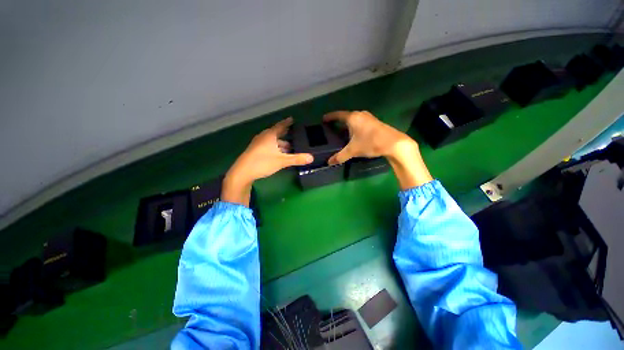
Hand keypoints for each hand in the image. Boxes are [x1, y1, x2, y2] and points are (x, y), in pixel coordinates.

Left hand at [222, 117, 313, 205]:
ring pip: (272, 141)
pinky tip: (278, 155)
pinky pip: (268, 146)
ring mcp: (258, 144)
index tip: (292, 119)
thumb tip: (311, 158)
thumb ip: (297, 159)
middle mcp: (263, 137)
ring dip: (280, 144)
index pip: (280, 126)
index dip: (287, 123)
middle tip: (293, 135)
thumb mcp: (282, 161)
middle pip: (276, 133)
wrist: (243, 172)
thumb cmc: (263, 162)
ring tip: (289, 148)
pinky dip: (275, 148)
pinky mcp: (255, 151)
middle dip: (285, 135)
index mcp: (269, 135)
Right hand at [323, 110, 432, 189]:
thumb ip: (340, 156)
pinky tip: (355, 136)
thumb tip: (329, 163)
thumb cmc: (370, 143)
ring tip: (342, 133)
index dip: (330, 117)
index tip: (324, 119)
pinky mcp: (375, 123)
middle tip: (332, 129)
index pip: (337, 115)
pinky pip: (360, 123)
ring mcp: (369, 118)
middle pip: (346, 117)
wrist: (393, 143)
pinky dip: (355, 127)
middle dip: (338, 122)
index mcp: (352, 118)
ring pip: (354, 120)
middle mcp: (360, 115)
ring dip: (347, 125)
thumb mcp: (353, 150)